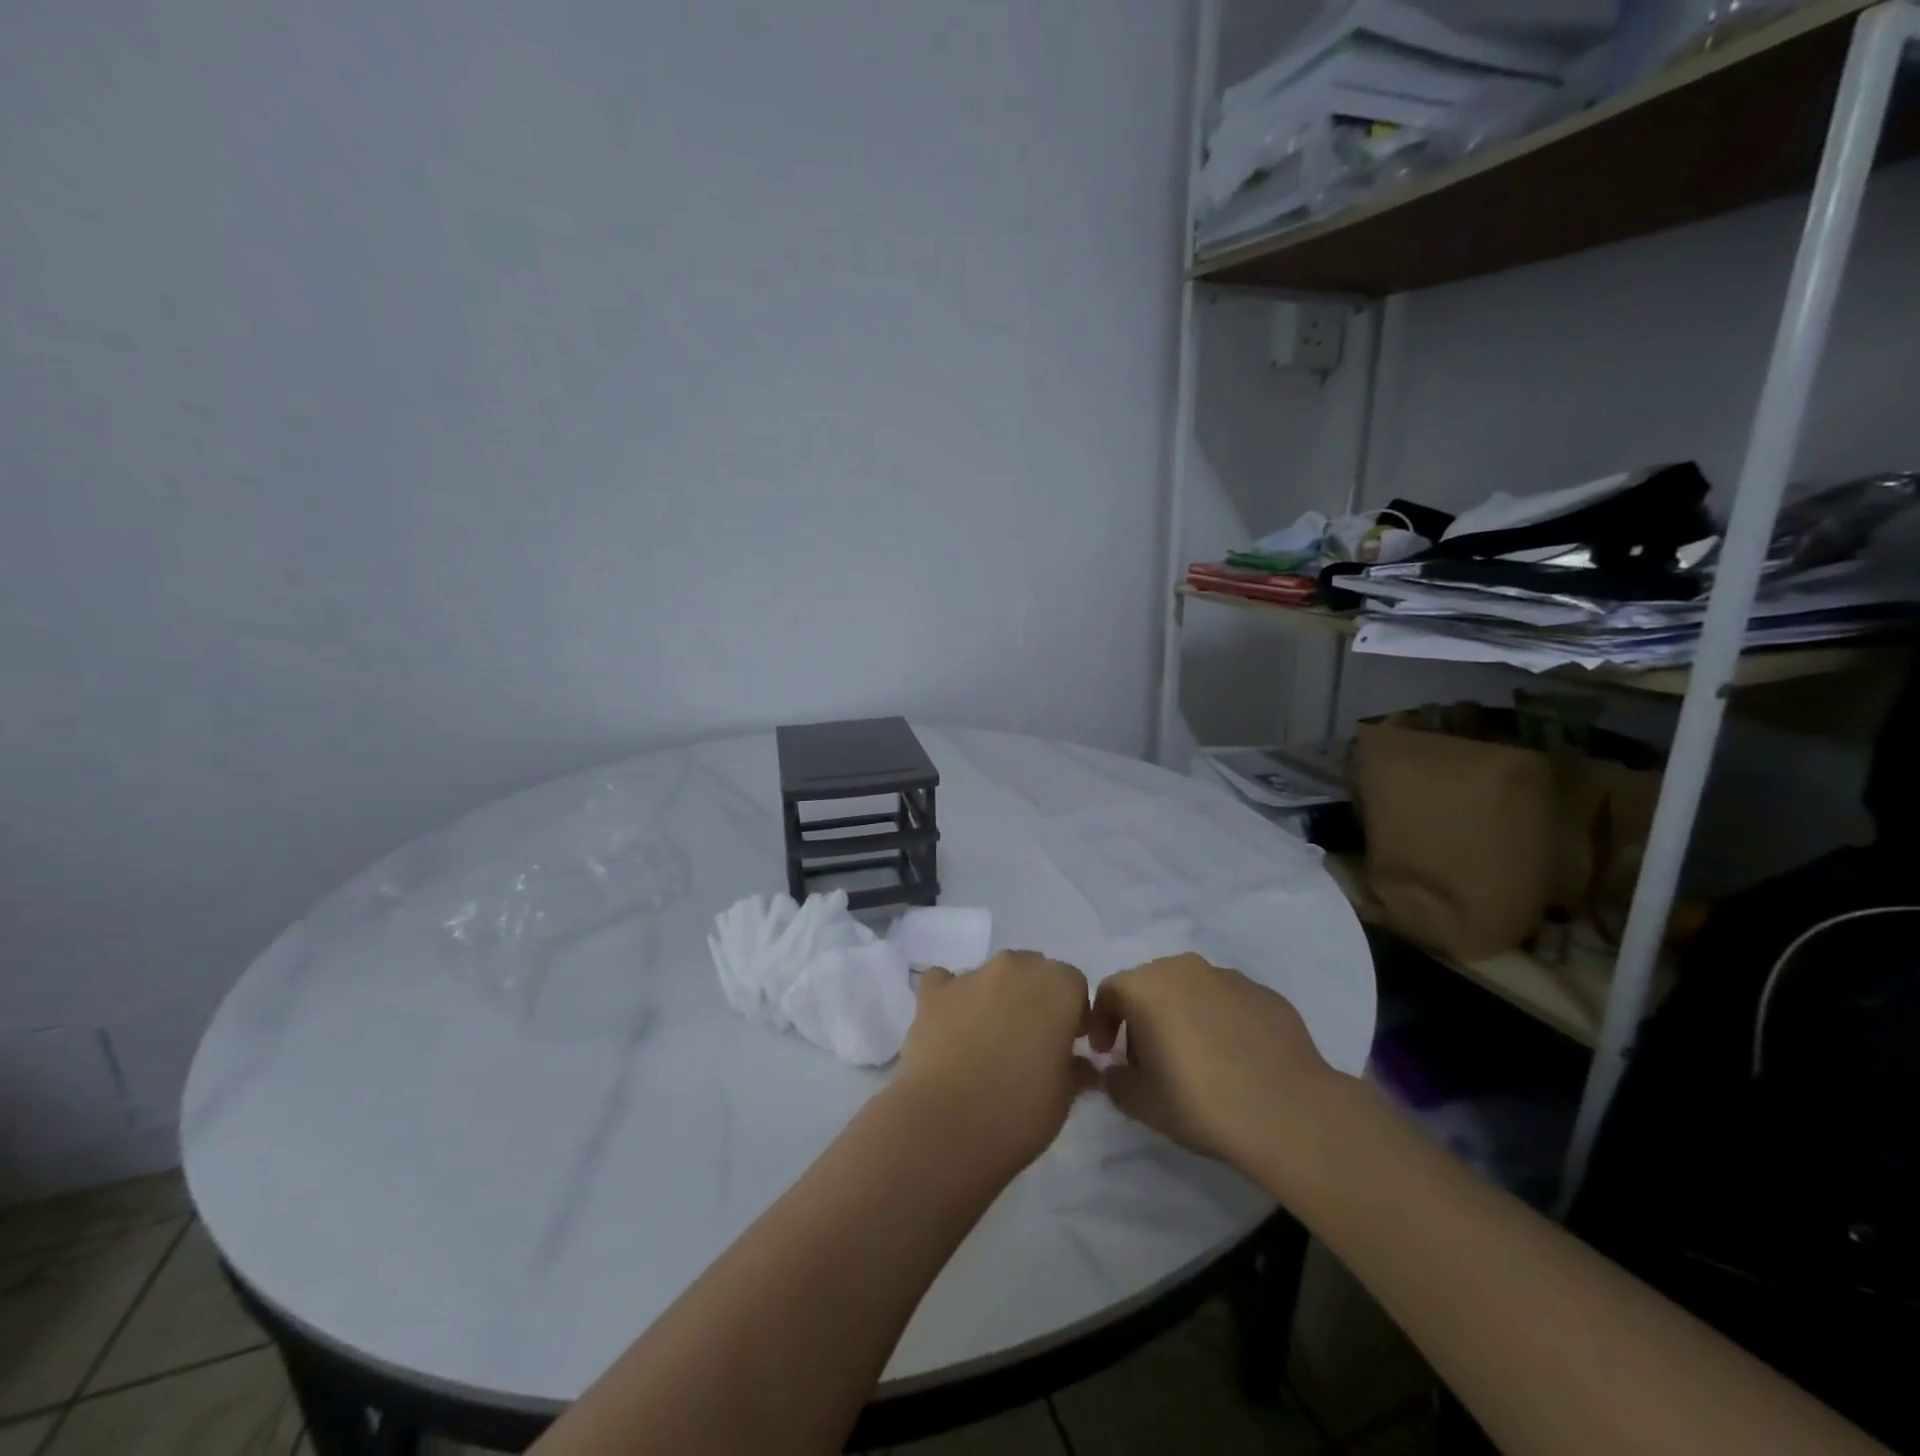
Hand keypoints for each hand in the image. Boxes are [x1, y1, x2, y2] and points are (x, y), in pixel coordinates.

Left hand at [893, 950, 1095, 1173]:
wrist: (946, 1125)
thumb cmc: (1019, 1113)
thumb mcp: (1064, 1098)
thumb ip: (1075, 1069)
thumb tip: (1080, 1065)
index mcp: (1057, 986)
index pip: (1073, 984)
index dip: (1072, 1014)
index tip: (1067, 1044)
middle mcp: (1015, 967)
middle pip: (1031, 972)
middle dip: (1034, 999)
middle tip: (1028, 1041)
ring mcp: (971, 975)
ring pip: (991, 977)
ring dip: (994, 998)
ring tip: (984, 1042)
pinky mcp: (933, 991)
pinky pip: (944, 983)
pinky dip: (949, 998)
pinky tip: (949, 1027)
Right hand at [1088, 953, 1337, 1176]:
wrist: (1288, 1111)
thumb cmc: (1200, 1101)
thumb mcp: (1142, 1103)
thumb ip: (1117, 1081)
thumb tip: (1116, 1071)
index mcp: (1146, 986)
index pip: (1110, 991)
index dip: (1103, 1022)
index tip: (1108, 1054)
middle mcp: (1184, 969)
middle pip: (1150, 985)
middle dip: (1143, 1017)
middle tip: (1150, 1059)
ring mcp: (1228, 977)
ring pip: (1191, 990)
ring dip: (1183, 1015)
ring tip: (1197, 1058)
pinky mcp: (1265, 993)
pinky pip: (1229, 1002)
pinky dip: (1221, 1021)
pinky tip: (1235, 1059)